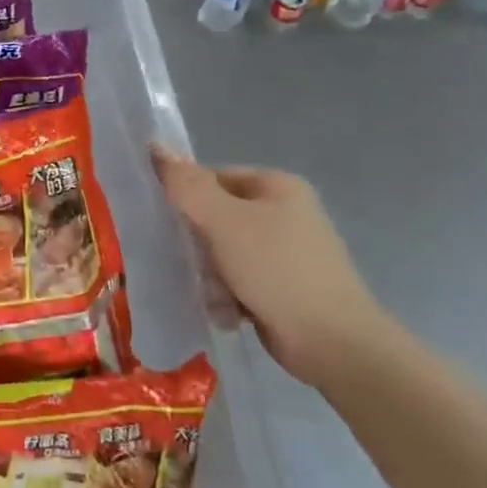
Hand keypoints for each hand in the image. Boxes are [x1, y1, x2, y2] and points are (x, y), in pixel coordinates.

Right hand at [151, 144, 393, 393]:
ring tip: (214, 295)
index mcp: (277, 186)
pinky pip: (240, 281)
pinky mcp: (284, 288)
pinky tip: (227, 313)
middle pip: (216, 217)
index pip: (213, 178)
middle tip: (194, 264)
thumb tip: (154, 145)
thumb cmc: (276, 269)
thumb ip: (186, 185)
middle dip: (199, 245)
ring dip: (211, 275)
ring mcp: (287, 253)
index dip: (187, 198)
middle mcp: (285, 213)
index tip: (170, 225)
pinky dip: (228, 296)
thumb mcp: (223, 221)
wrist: (332, 342)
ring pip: (224, 253)